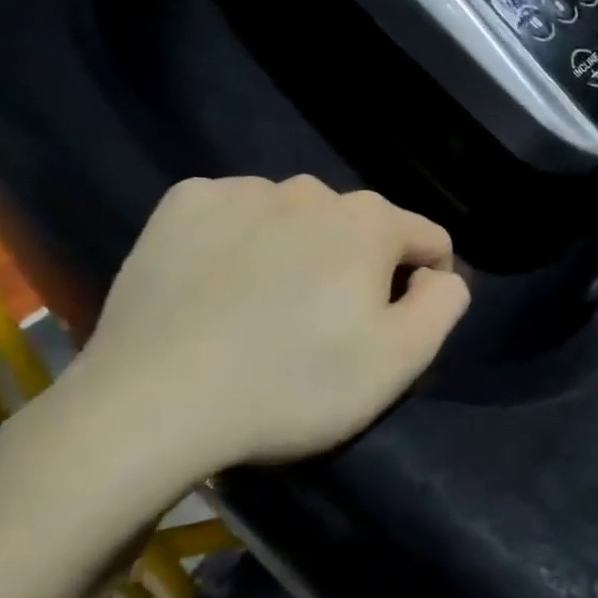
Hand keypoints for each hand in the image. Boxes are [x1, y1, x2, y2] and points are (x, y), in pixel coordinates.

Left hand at [0, 176, 469, 544]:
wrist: (152, 407)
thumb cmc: (293, 386)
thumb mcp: (400, 361)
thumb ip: (445, 304)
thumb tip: (441, 274)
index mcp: (369, 221)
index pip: (428, 240)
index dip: (424, 285)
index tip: (392, 328)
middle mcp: (310, 189)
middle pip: (361, 228)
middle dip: (359, 267)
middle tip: (326, 327)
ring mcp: (241, 192)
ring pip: (299, 218)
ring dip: (301, 251)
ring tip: (268, 308)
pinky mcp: (181, 206)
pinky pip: (237, 214)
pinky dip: (242, 240)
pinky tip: (220, 285)